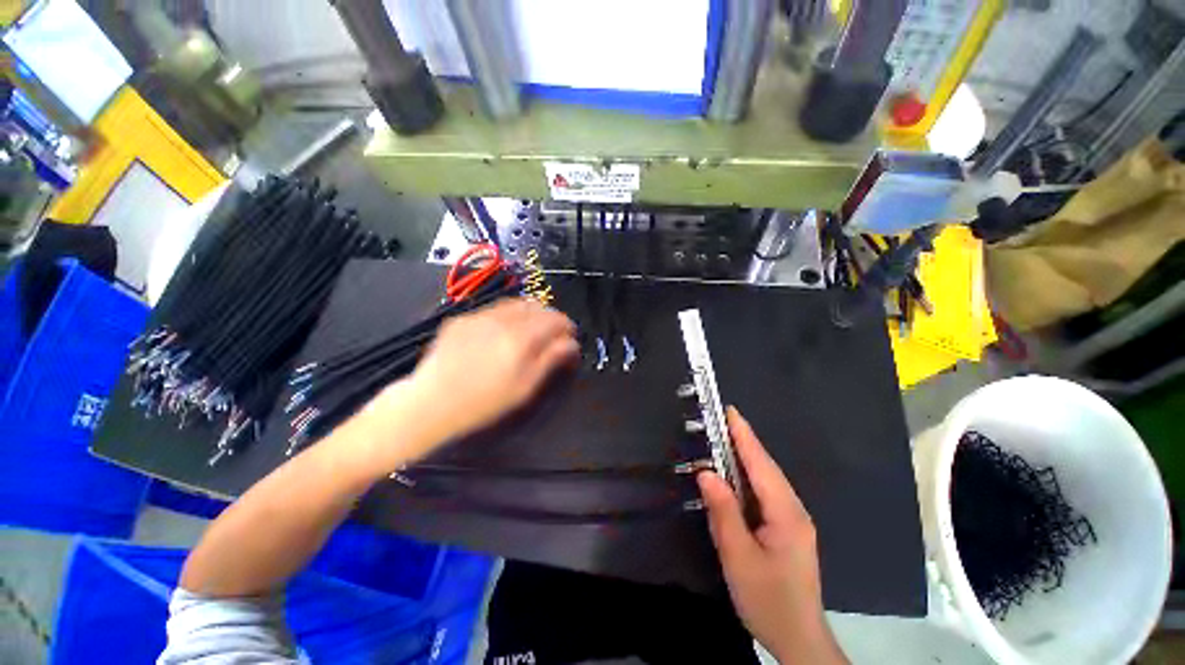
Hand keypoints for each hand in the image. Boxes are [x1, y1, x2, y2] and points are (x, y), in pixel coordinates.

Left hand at [406, 298, 577, 442]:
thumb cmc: (484, 402)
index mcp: (522, 338)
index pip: (556, 319)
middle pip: (538, 307)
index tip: (570, 336)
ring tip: (530, 331)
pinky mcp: (462, 318)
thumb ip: (551, 360)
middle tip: (552, 334)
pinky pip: (493, 309)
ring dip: (530, 313)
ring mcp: (479, 315)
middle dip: (550, 318)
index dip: (567, 326)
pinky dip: (507, 316)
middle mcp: (502, 319)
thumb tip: (572, 344)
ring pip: (515, 304)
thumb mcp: (525, 387)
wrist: (430, 403)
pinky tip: (501, 333)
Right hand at [698, 408, 846, 664]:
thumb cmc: (767, 599)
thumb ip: (723, 512)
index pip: (761, 465)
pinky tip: (734, 475)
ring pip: (766, 479)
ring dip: (745, 456)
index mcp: (786, 514)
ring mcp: (792, 519)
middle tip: (721, 419)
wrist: (798, 638)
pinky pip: (764, 492)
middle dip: (744, 440)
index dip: (744, 436)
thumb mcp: (739, 558)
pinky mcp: (787, 528)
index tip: (730, 411)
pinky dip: (748, 476)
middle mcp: (793, 509)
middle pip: (766, 467)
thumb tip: (706, 473)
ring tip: (723, 438)